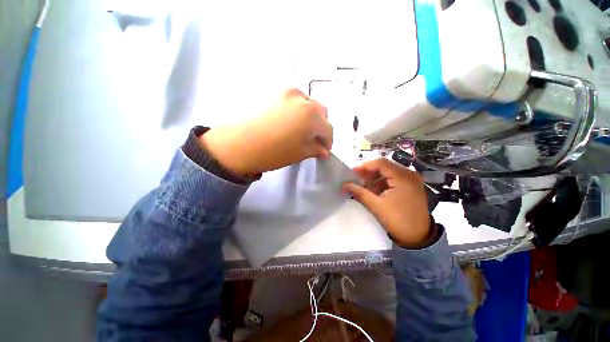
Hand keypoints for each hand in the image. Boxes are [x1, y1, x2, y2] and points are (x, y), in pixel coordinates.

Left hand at [199, 88, 331, 175]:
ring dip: (310, 116)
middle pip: (321, 111)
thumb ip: (315, 149)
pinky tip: (289, 121)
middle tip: (314, 139)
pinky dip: (297, 110)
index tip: (324, 149)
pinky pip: (293, 100)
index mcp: (311, 115)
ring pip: (308, 103)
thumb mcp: (299, 153)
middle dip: (321, 126)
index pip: (328, 128)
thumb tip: (324, 151)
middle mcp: (302, 98)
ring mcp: (286, 91)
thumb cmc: (273, 152)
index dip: (328, 140)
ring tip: (301, 129)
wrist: (237, 145)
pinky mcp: (273, 91)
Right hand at [342, 158, 434, 248]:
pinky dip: (382, 182)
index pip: (381, 163)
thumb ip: (359, 193)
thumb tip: (344, 185)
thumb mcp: (376, 206)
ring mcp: (412, 180)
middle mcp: (409, 174)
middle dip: (369, 172)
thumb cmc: (398, 220)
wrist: (419, 237)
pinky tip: (374, 190)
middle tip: (356, 179)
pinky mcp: (411, 186)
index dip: (365, 166)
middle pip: (385, 166)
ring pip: (388, 172)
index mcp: (403, 177)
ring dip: (375, 178)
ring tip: (364, 186)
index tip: (353, 173)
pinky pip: (394, 178)